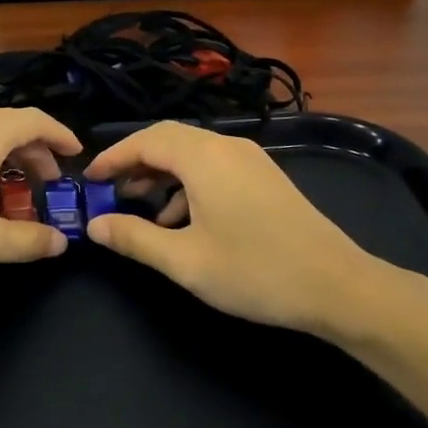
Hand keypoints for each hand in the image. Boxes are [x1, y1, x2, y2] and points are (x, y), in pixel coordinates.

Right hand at [85, 121, 412, 346]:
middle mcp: (226, 146)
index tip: (89, 178)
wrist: (339, 286)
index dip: (113, 157)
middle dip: (136, 163)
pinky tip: (184, 222)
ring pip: (192, 154)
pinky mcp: (265, 177)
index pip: (145, 140)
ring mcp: (250, 160)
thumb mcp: (185, 261)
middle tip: (110, 191)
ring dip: (162, 175)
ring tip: (142, 210)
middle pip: (168, 141)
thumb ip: (134, 238)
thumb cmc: (255, 271)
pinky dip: (188, 184)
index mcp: (203, 157)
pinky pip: (214, 167)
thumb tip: (95, 226)